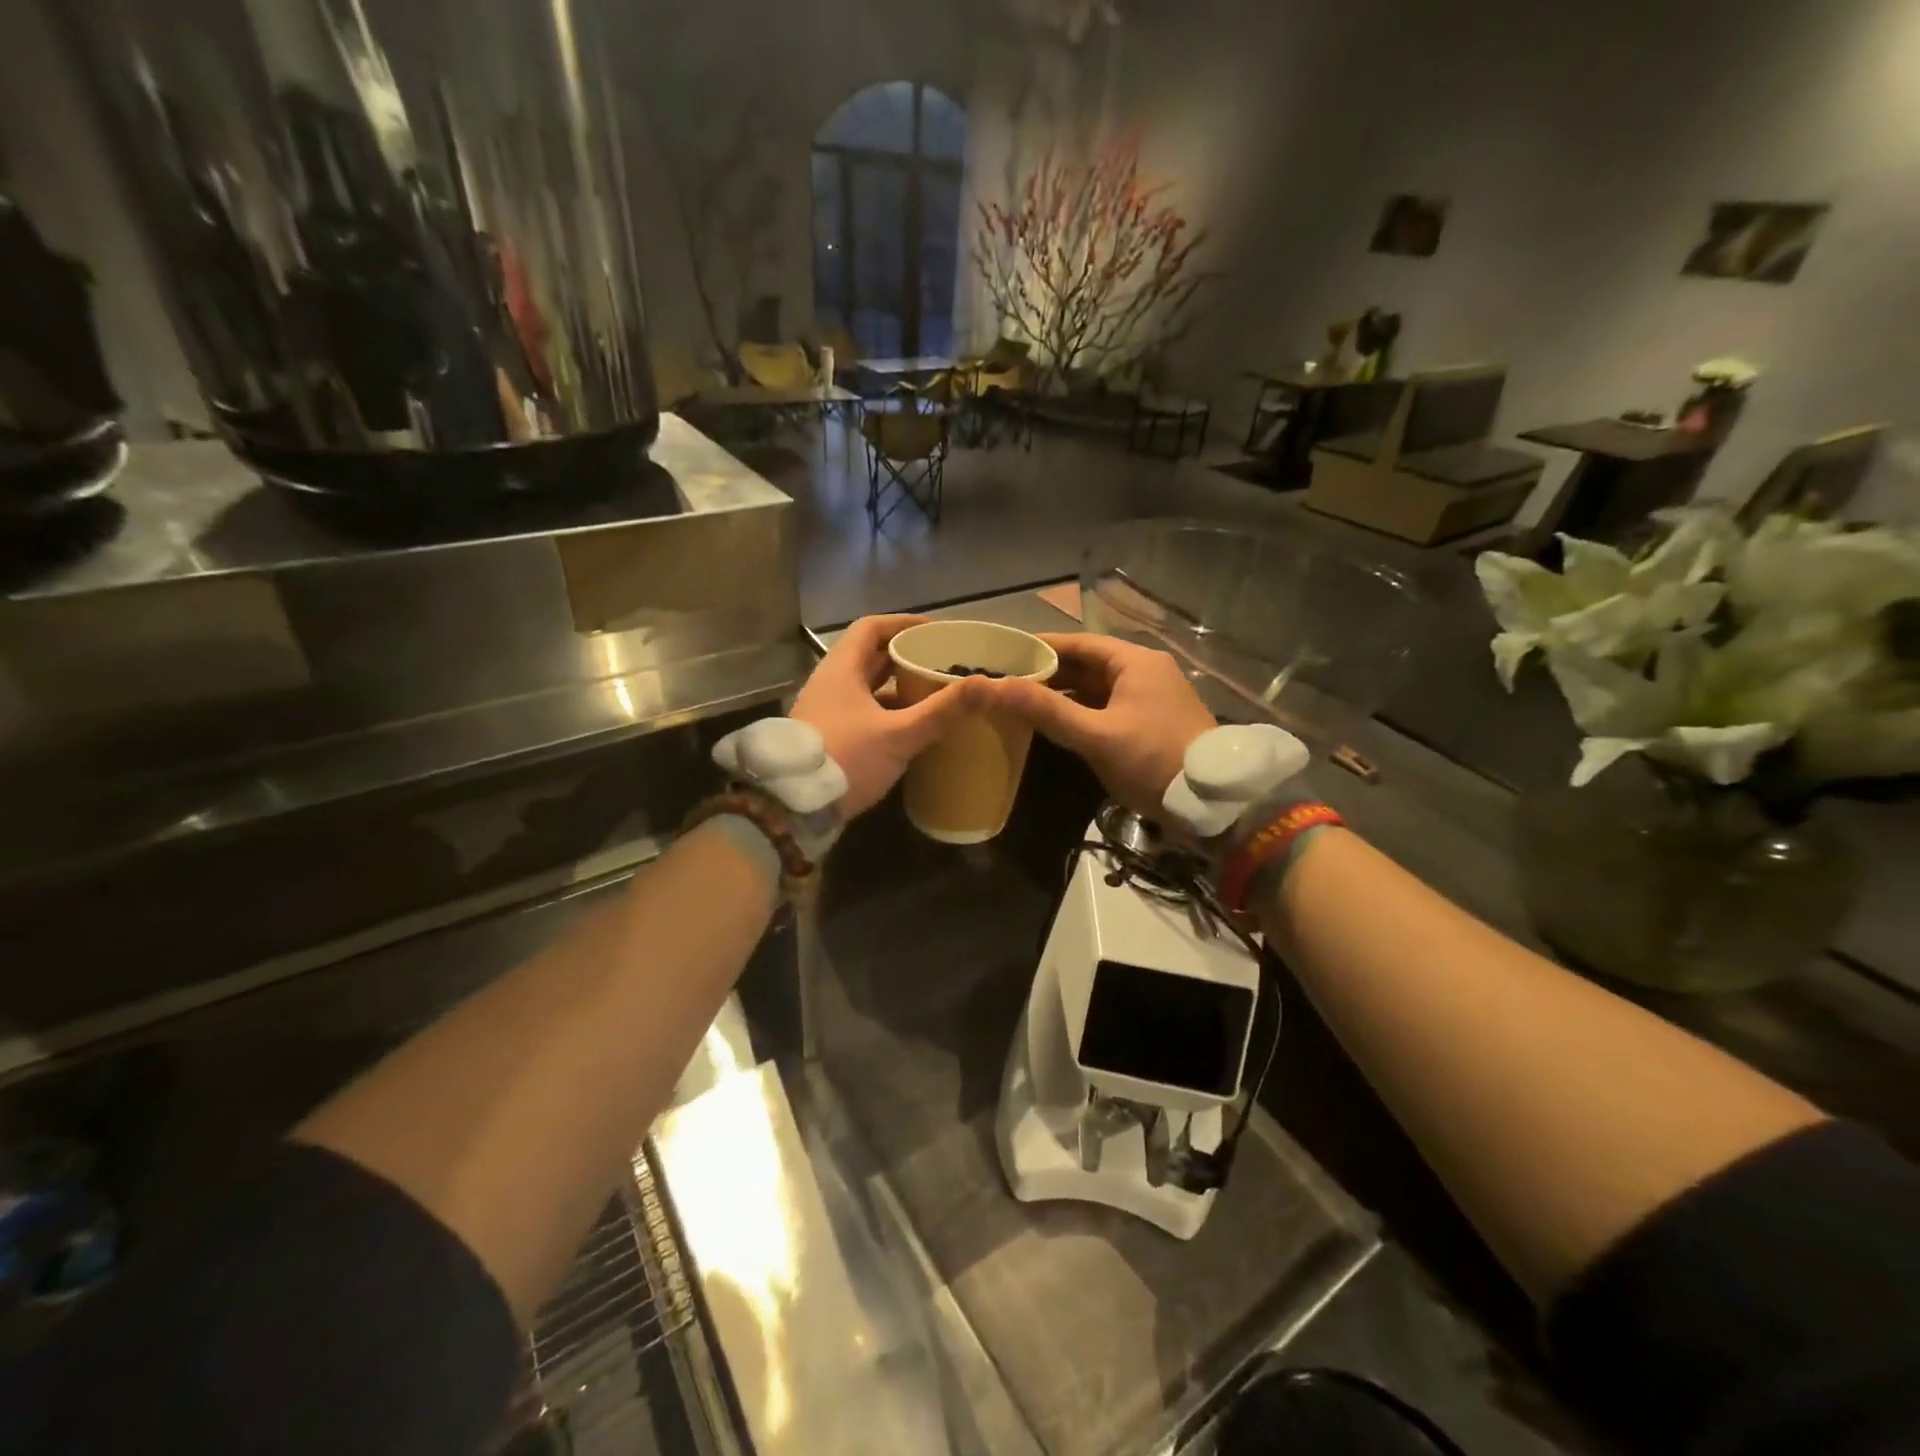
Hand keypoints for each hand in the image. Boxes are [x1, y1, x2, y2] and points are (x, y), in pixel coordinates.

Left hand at [791, 615, 989, 817]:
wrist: (792, 807)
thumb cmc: (844, 758)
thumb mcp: (898, 735)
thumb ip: (942, 711)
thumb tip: (988, 685)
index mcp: (841, 670)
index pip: (871, 628)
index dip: (903, 624)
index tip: (934, 632)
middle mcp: (830, 684)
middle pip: (870, 658)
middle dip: (906, 657)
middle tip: (942, 663)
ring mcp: (827, 712)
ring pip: (867, 688)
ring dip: (898, 688)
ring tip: (934, 693)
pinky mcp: (829, 737)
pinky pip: (863, 713)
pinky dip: (888, 713)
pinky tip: (912, 729)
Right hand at [979, 633, 1216, 815]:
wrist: (1213, 802)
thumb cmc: (1152, 759)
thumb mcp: (1096, 735)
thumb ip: (1045, 710)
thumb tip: (990, 686)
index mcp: (1135, 662)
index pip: (1078, 643)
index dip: (1041, 647)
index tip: (1005, 654)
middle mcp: (1145, 671)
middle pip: (1088, 664)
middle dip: (1049, 673)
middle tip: (1007, 682)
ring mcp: (1151, 697)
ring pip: (1097, 688)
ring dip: (1064, 694)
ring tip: (1023, 703)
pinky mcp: (1152, 722)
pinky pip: (1108, 707)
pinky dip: (1082, 712)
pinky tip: (1057, 724)